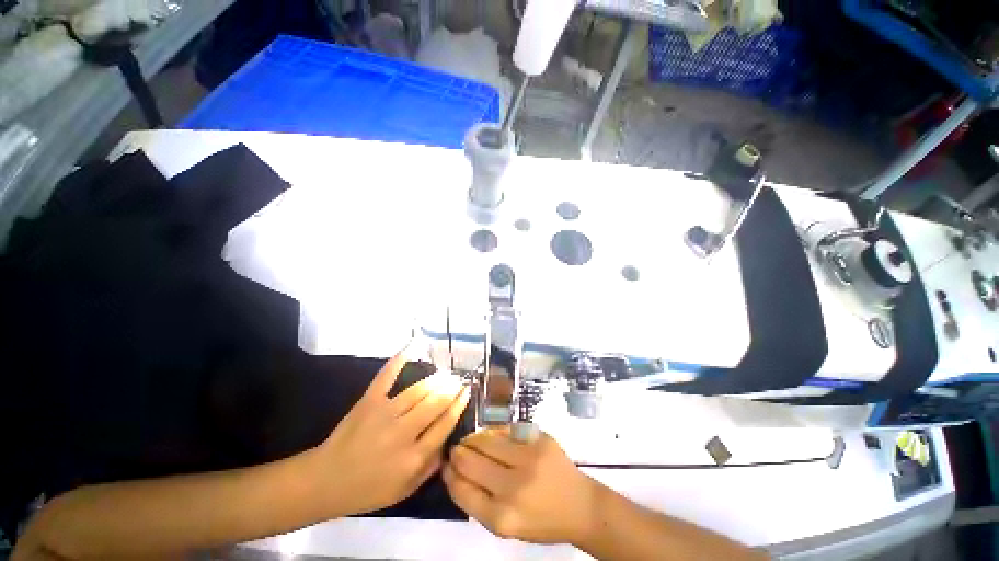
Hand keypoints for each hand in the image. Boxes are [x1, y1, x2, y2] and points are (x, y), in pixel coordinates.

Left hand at [312, 347, 469, 516]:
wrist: (325, 481)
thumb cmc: (367, 490)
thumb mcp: (404, 490)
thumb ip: (430, 467)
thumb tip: (449, 442)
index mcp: (413, 457)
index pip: (445, 424)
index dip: (459, 405)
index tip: (467, 392)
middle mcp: (403, 432)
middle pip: (435, 403)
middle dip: (451, 388)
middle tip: (460, 379)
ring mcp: (385, 413)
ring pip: (418, 390)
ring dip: (436, 379)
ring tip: (446, 373)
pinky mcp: (369, 401)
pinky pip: (386, 377)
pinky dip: (398, 361)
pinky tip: (411, 347)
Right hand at [442, 428, 597, 544]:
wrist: (580, 505)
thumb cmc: (541, 520)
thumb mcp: (507, 526)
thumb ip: (480, 503)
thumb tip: (456, 473)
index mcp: (502, 518)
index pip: (463, 491)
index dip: (449, 476)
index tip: (445, 466)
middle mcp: (513, 488)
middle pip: (471, 462)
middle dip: (458, 453)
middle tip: (455, 449)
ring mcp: (528, 459)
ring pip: (486, 441)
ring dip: (473, 439)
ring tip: (469, 440)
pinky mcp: (539, 439)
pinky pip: (506, 430)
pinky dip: (494, 432)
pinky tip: (490, 435)